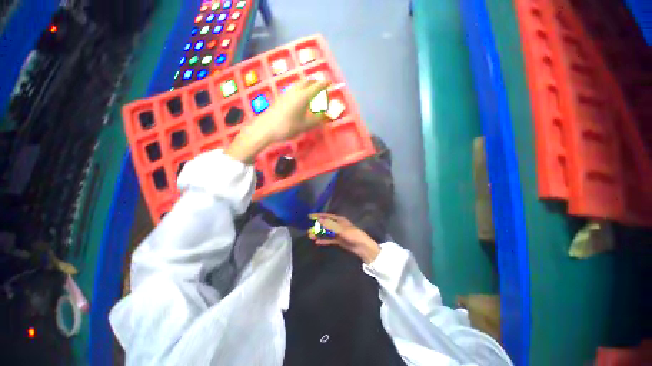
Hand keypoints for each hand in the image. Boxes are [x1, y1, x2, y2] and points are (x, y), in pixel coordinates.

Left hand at [253, 79, 330, 143]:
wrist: (265, 128)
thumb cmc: (287, 127)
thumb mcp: (304, 126)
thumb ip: (316, 121)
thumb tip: (325, 117)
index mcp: (303, 97)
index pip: (317, 87)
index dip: (324, 84)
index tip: (330, 83)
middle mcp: (295, 92)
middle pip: (307, 82)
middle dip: (315, 82)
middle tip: (321, 86)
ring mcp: (286, 94)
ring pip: (299, 84)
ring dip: (307, 85)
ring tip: (312, 90)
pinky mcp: (281, 98)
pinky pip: (294, 89)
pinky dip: (301, 90)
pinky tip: (300, 98)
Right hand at [308, 213, 380, 263]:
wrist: (362, 247)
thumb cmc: (352, 235)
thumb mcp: (341, 229)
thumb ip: (330, 225)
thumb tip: (319, 219)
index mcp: (339, 220)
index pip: (326, 216)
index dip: (318, 216)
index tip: (309, 216)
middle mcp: (338, 225)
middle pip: (325, 225)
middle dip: (317, 227)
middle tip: (308, 230)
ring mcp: (338, 233)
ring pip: (326, 233)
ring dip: (319, 234)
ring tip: (310, 236)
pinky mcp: (339, 240)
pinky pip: (329, 240)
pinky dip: (324, 240)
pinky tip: (317, 242)